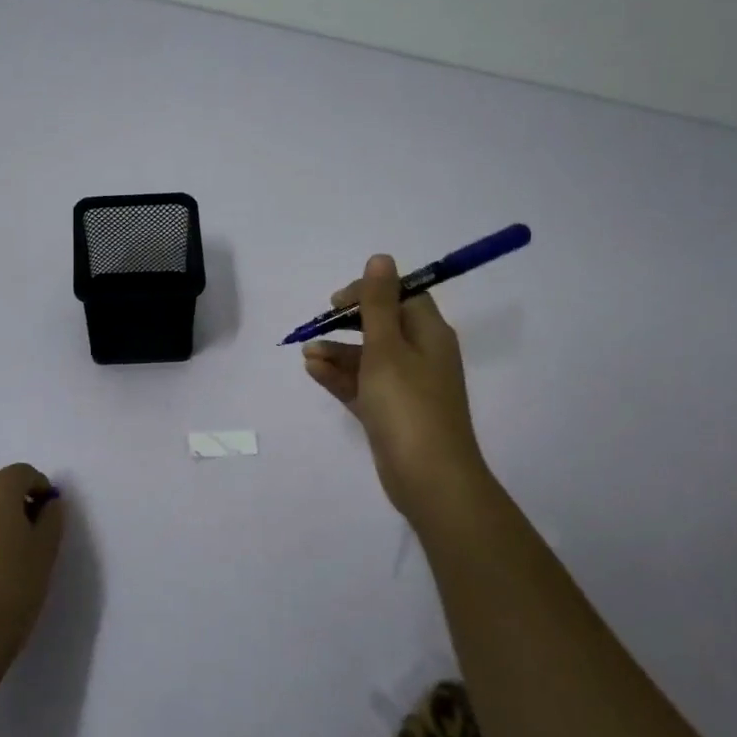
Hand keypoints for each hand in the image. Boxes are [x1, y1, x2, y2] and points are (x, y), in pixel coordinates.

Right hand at [302, 254, 491, 521]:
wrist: (429, 478)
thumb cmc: (408, 405)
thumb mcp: (388, 348)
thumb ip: (379, 303)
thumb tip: (381, 258)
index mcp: (429, 334)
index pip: (402, 297)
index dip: (369, 292)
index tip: (337, 302)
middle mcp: (421, 356)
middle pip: (382, 327)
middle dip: (347, 324)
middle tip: (317, 326)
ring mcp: (406, 388)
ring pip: (368, 358)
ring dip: (338, 352)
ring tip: (306, 354)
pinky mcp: (391, 414)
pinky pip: (363, 386)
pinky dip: (340, 376)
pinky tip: (313, 370)